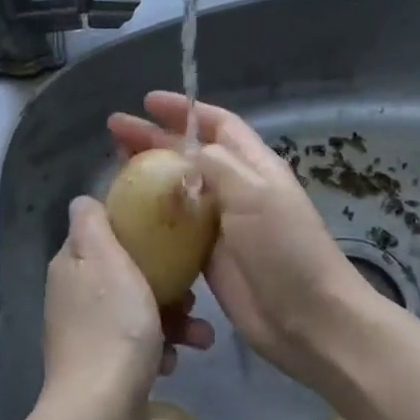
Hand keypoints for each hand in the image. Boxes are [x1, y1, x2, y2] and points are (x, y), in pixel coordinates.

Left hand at [39, 196, 212, 419]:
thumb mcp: (105, 260)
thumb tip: (83, 200)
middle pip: (128, 271)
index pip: (102, 230)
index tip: (169, 232)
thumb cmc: (112, 327)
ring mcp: (89, 332)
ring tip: (201, 335)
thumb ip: (92, 224)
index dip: (135, 227)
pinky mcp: (104, 365)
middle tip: (192, 291)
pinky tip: (175, 360)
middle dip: (167, 281)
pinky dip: (161, 347)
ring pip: (139, 308)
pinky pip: (139, 343)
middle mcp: (75, 295)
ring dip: (174, 318)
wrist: (101, 411)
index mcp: (73, 264)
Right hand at [108, 92, 372, 392]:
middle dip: (155, 138)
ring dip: (149, 175)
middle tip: (115, 131)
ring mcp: (222, 224)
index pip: (217, 124)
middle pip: (190, 154)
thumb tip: (183, 151)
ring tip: (114, 164)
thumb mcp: (254, 194)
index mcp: (253, 166)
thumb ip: (217, 165)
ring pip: (179, 189)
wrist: (306, 317)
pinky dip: (152, 216)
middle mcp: (237, 189)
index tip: (147, 102)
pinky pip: (175, 228)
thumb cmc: (284, 248)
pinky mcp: (209, 257)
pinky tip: (126, 214)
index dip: (185, 110)